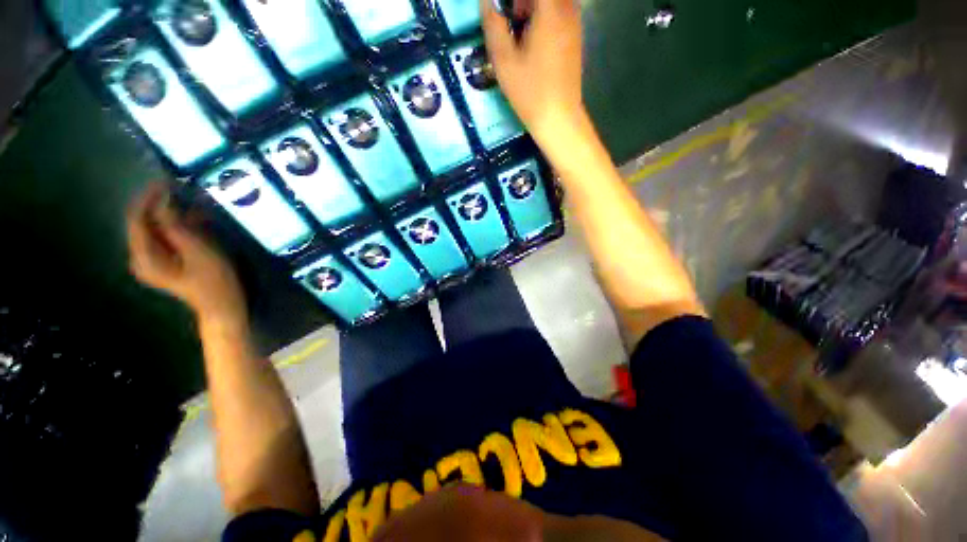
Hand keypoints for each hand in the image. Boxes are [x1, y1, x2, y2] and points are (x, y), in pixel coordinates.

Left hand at [126, 182, 247, 329]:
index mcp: (144, 257)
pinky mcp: (164, 261)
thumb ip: (176, 227)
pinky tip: (195, 219)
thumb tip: (164, 201)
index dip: (148, 198)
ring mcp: (152, 260)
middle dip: (160, 205)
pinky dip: (178, 226)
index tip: (166, 181)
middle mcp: (141, 257)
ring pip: (155, 228)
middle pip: (143, 223)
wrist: (222, 305)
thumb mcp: (198, 251)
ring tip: (193, 204)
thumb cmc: (213, 280)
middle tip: (182, 190)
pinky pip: (164, 237)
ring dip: (172, 214)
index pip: (136, 219)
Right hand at [481, 0, 584, 151]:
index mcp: (550, 9)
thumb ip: (493, 24)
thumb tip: (486, 2)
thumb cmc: (530, 92)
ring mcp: (575, 24)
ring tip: (519, 32)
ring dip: (533, 8)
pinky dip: (543, 18)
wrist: (558, 118)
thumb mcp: (504, 61)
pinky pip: (559, 13)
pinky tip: (533, 43)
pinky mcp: (575, 38)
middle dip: (522, 2)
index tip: (504, 12)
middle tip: (509, 19)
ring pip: (553, 2)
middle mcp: (567, 9)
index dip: (514, 0)